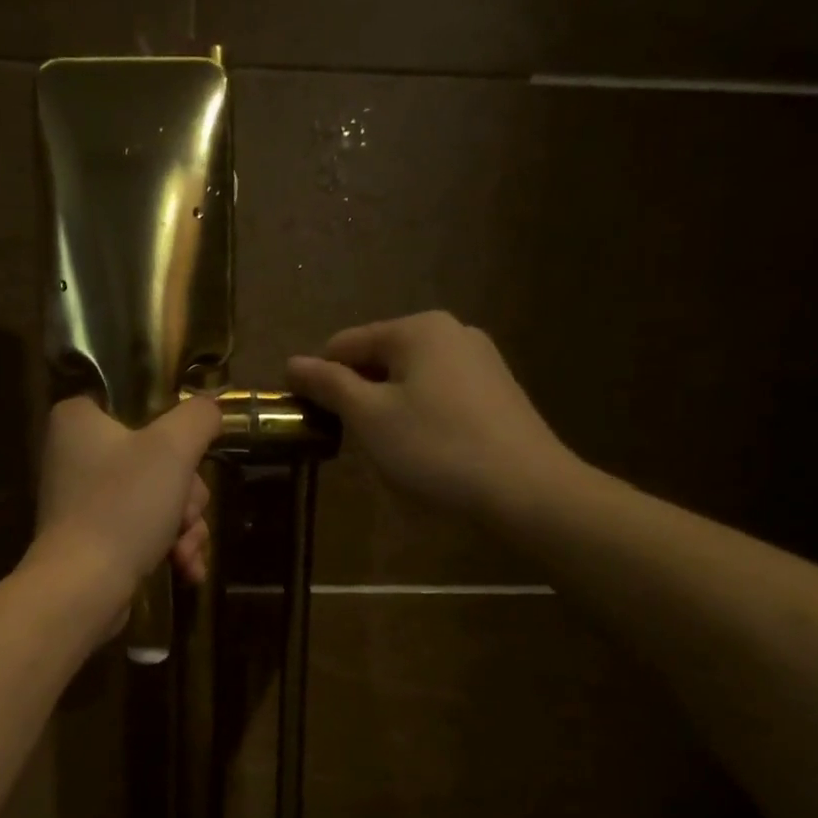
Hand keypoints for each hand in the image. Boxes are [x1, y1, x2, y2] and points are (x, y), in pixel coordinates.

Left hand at [29, 395, 221, 622]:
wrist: (83, 588)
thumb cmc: (123, 506)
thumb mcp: (172, 448)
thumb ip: (198, 418)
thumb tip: (210, 408)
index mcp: (79, 420)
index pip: (138, 406)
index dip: (174, 434)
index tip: (190, 459)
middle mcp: (76, 455)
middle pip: (158, 460)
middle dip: (187, 496)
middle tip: (185, 514)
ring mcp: (85, 501)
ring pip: (159, 499)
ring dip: (185, 526)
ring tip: (186, 552)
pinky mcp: (95, 540)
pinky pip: (144, 531)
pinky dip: (169, 548)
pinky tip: (187, 569)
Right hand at [286, 311, 582, 522]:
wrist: (525, 489)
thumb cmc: (435, 448)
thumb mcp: (370, 417)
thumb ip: (329, 385)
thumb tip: (292, 362)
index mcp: (417, 329)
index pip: (344, 344)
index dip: (317, 379)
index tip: (306, 419)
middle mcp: (451, 332)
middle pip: (379, 358)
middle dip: (355, 395)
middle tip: (345, 440)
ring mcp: (480, 360)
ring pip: (408, 379)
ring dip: (384, 408)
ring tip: (384, 449)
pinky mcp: (496, 392)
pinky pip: (437, 394)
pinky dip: (417, 415)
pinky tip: (422, 450)